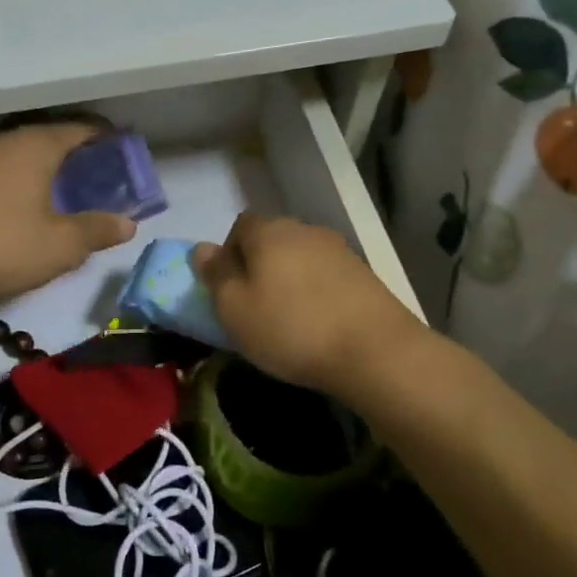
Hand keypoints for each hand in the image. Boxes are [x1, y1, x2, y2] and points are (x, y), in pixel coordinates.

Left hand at [0, 124, 136, 315]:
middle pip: (50, 136)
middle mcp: (4, 141)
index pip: (80, 128)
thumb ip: (97, 230)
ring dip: (48, 165)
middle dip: (77, 151)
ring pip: (23, 152)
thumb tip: (127, 223)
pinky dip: (24, 178)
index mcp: (34, 144)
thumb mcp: (62, 245)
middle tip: (101, 173)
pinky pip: (3, 169)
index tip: (125, 150)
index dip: (106, 138)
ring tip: (69, 189)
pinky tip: (30, 204)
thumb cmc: (3, 248)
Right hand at [192, 213, 422, 394]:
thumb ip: (216, 275)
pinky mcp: (364, 274)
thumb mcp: (234, 309)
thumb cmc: (291, 328)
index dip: (229, 254)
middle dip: (259, 267)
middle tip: (254, 306)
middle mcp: (305, 230)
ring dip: (289, 280)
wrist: (375, 351)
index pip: (240, 226)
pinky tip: (318, 324)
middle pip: (272, 240)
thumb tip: (202, 248)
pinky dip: (316, 293)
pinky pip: (326, 276)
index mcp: (269, 231)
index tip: (229, 289)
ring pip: (300, 258)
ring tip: (288, 320)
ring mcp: (339, 250)